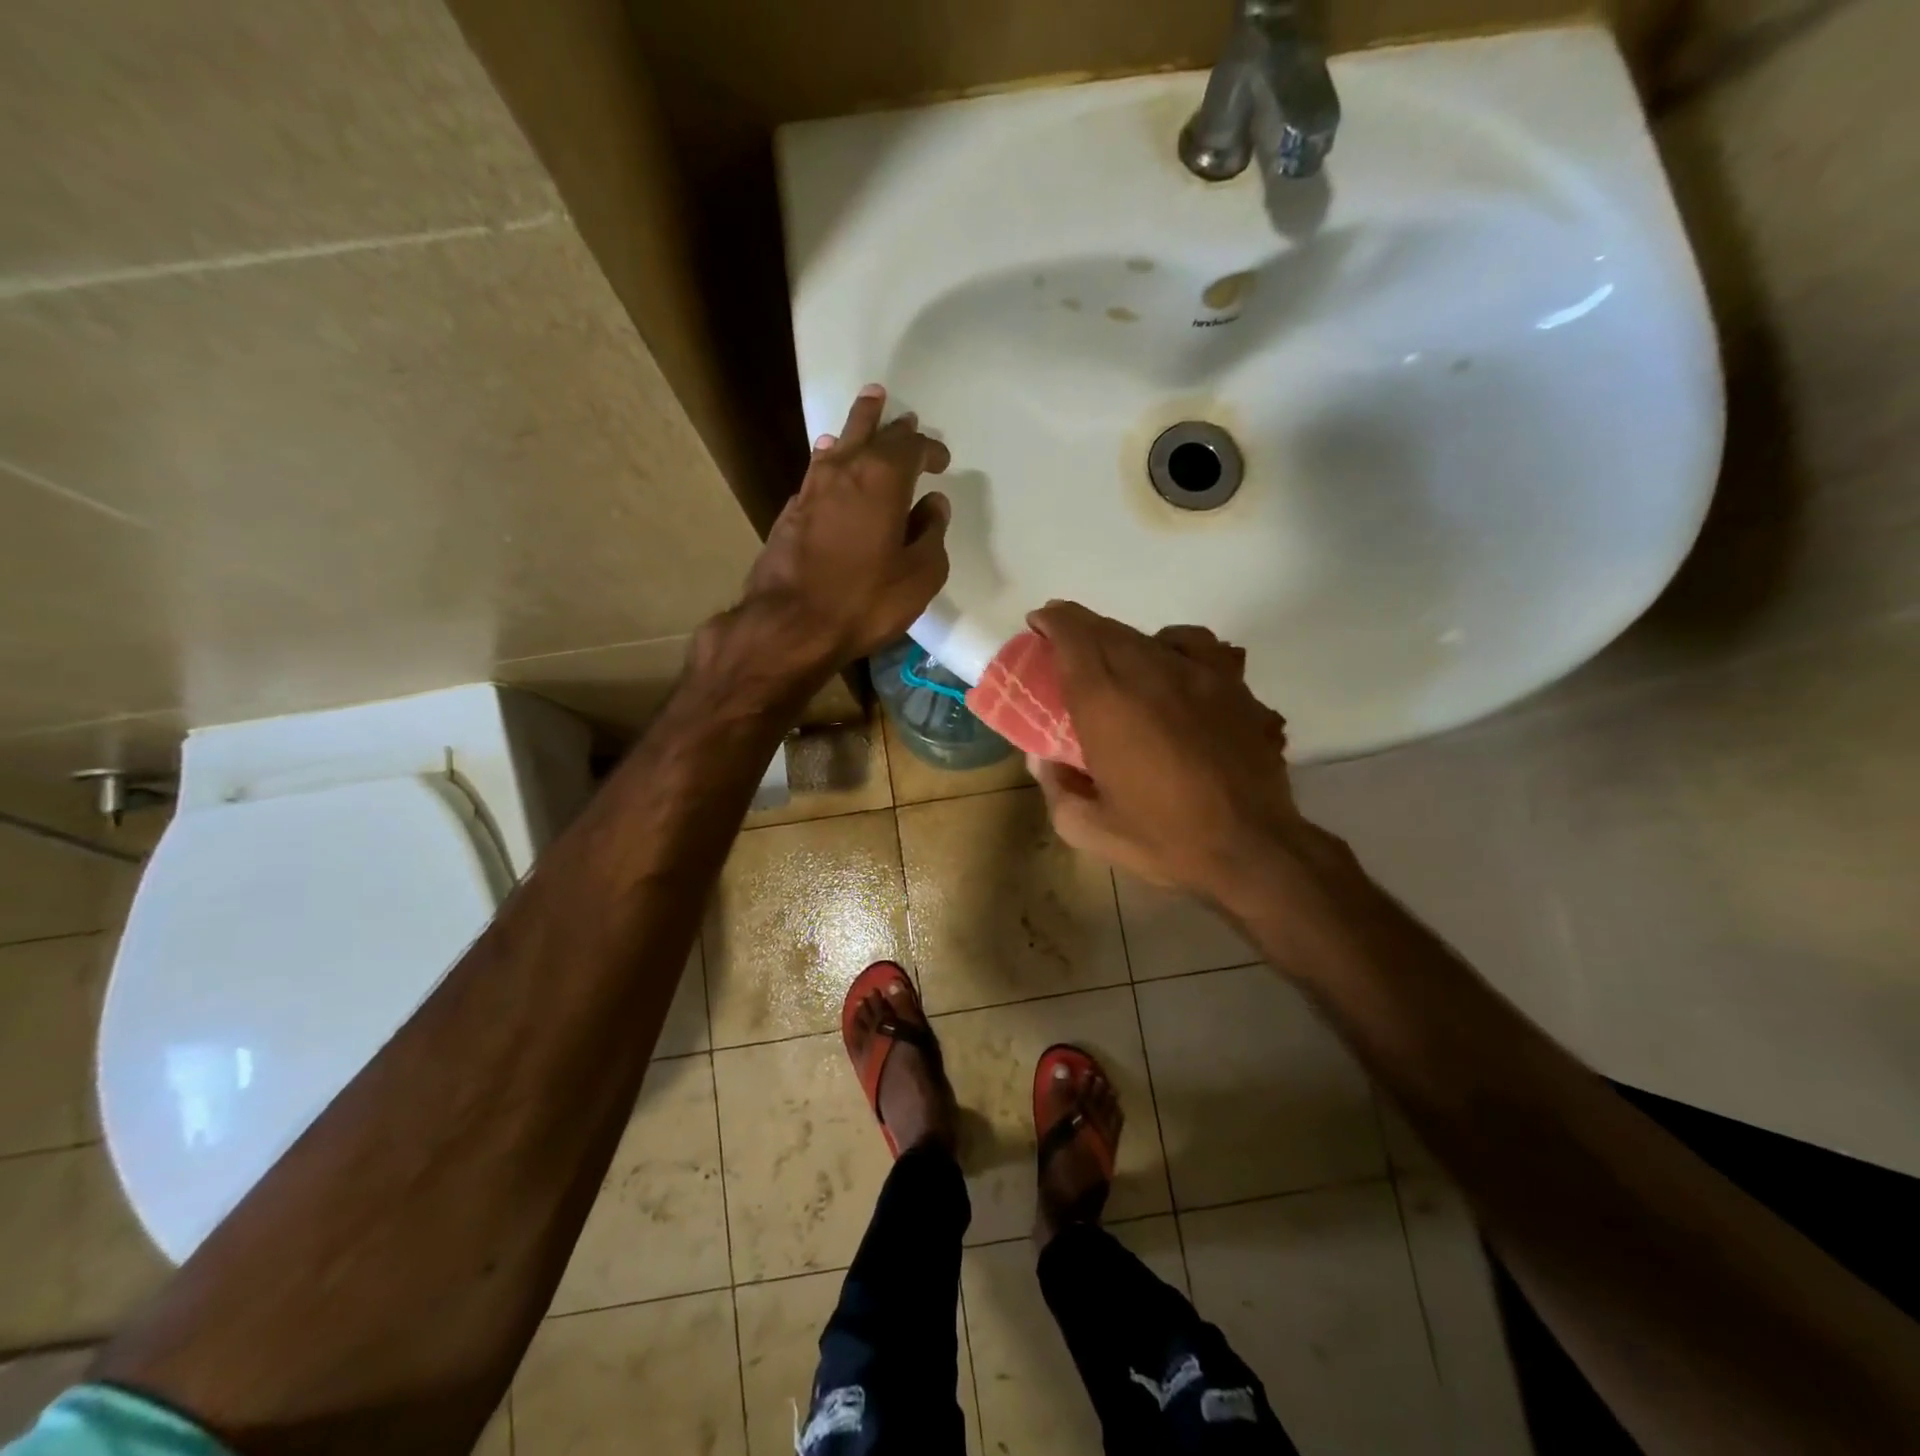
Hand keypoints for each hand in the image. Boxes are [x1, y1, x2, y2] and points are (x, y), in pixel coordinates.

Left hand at [734, 384, 951, 681]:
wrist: (790, 624)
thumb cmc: (865, 601)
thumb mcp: (919, 576)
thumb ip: (931, 534)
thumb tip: (933, 504)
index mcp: (884, 479)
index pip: (912, 448)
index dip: (930, 449)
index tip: (942, 460)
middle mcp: (845, 470)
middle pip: (872, 432)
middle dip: (893, 425)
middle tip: (904, 416)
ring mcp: (812, 488)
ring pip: (839, 442)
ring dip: (858, 425)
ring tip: (869, 407)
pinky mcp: (791, 511)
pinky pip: (818, 468)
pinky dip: (831, 456)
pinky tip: (830, 457)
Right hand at [1024, 602, 1344, 909]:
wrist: (1251, 848)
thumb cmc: (1164, 839)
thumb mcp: (1089, 829)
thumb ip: (1056, 787)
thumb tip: (1042, 758)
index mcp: (1107, 704)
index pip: (1074, 640)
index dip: (1053, 622)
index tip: (1039, 623)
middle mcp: (1150, 674)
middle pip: (1108, 631)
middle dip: (1079, 627)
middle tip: (1064, 641)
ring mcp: (1198, 675)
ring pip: (1150, 636)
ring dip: (1122, 639)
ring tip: (1114, 658)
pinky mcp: (1234, 686)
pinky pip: (1198, 646)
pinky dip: (1174, 646)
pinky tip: (1173, 667)